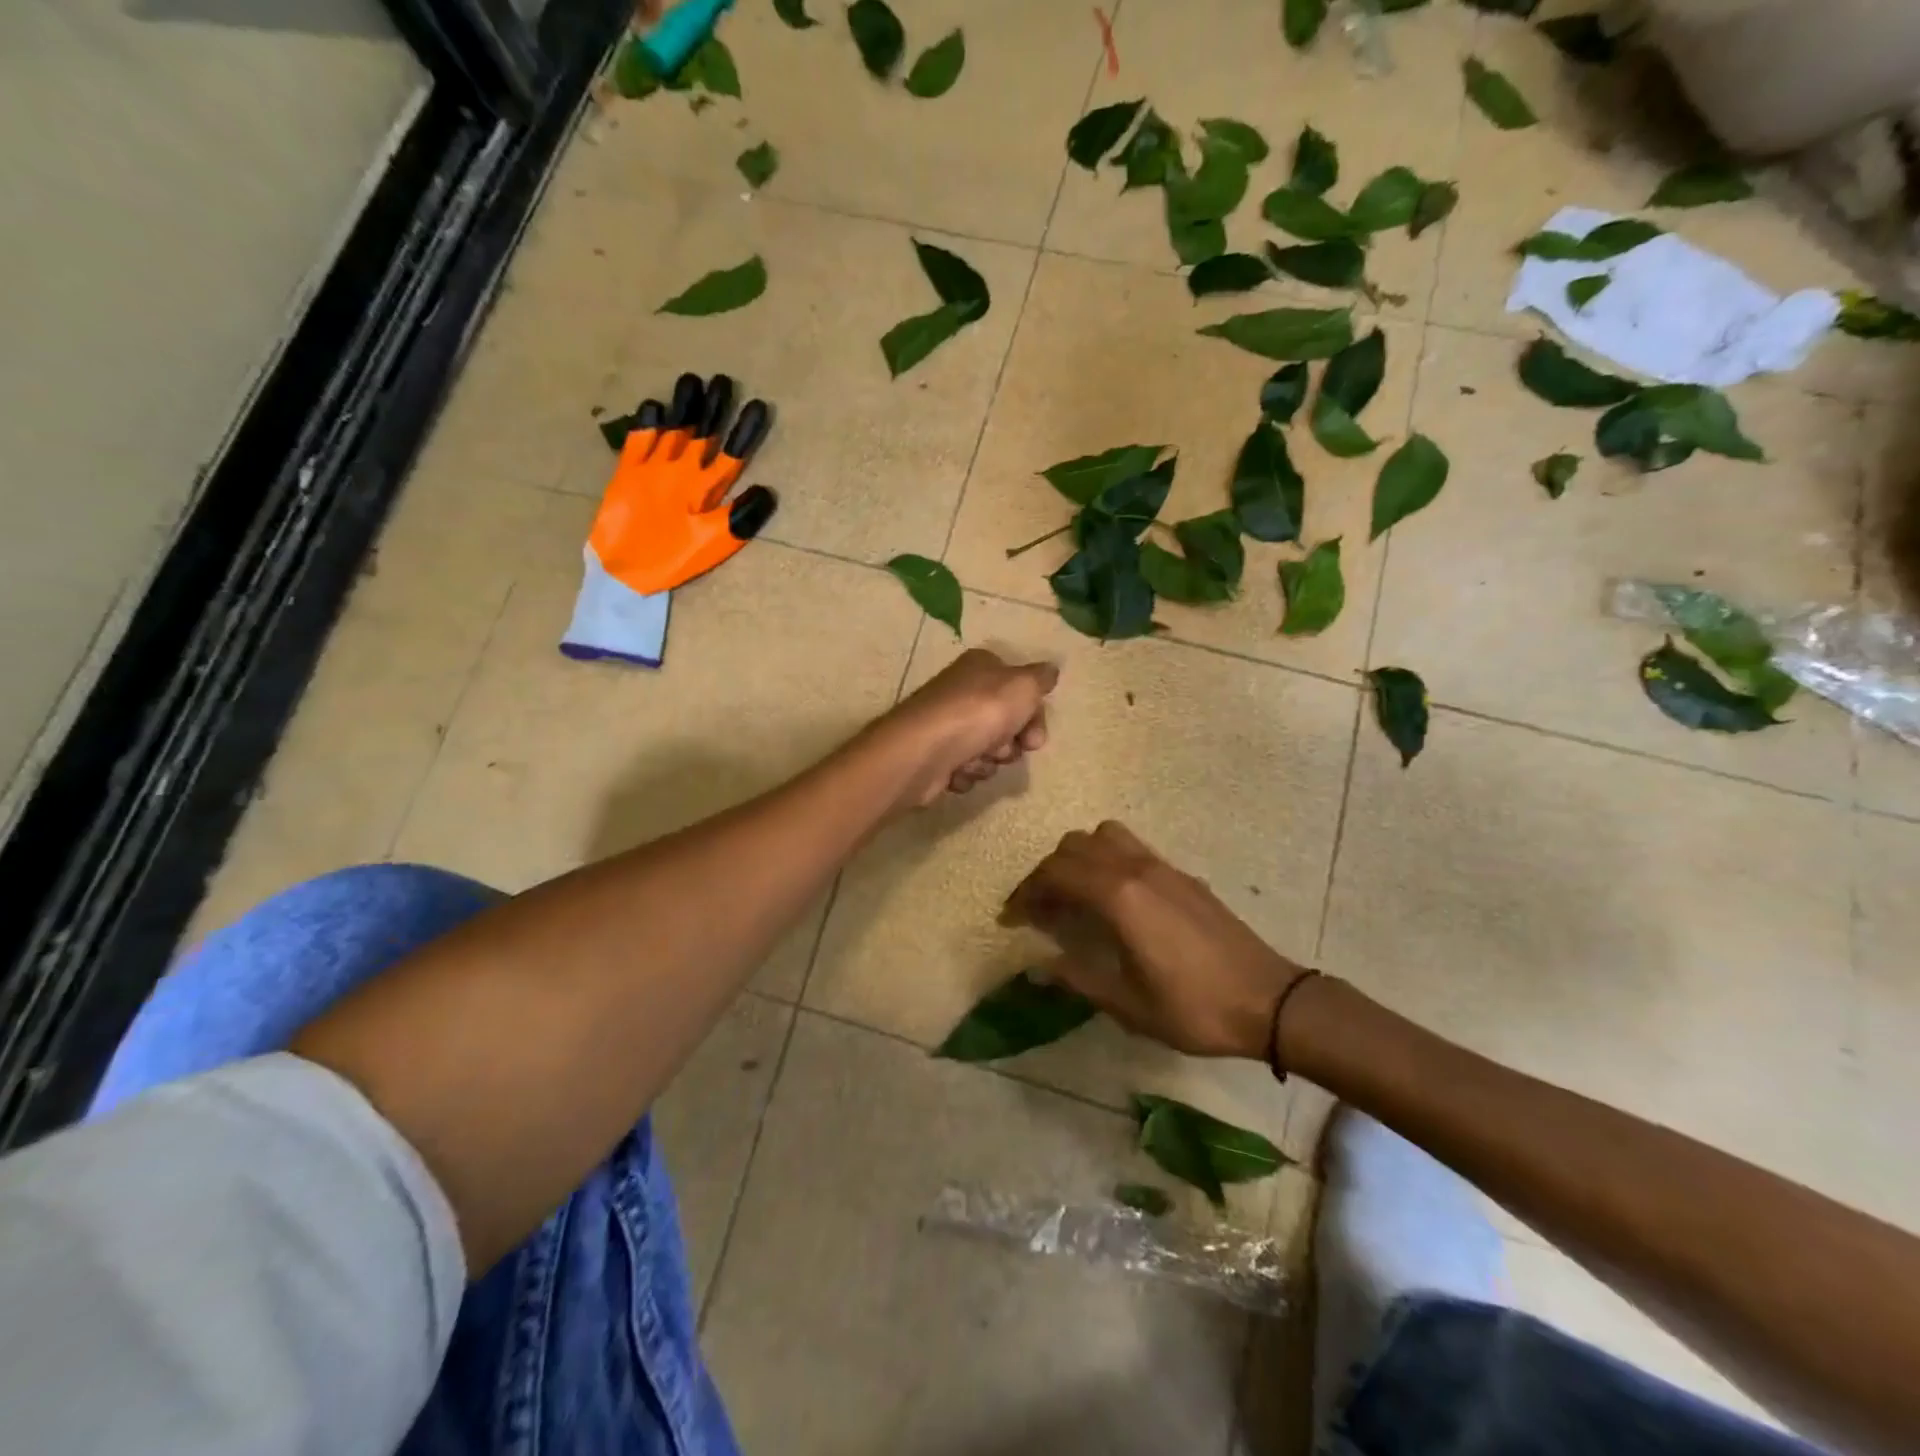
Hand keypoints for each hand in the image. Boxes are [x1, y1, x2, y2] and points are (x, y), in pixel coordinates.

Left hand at [875, 649, 1058, 809]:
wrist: (923, 752)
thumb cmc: (978, 712)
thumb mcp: (1023, 686)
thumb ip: (1041, 678)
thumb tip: (1050, 671)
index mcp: (982, 667)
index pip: (1021, 690)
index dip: (1033, 715)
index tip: (1035, 737)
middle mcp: (963, 692)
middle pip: (1007, 723)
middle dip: (1011, 743)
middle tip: (1002, 749)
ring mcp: (948, 724)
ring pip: (988, 749)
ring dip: (988, 761)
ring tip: (974, 759)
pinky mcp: (936, 755)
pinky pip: (966, 768)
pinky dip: (966, 773)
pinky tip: (957, 770)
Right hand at [1003, 821, 1307, 1059]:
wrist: (1269, 1000)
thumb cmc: (1193, 1008)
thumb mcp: (1127, 1004)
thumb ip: (1078, 978)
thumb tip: (1039, 965)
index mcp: (1120, 896)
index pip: (1056, 873)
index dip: (1026, 892)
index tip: (1010, 918)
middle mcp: (1137, 868)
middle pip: (1075, 846)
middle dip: (1047, 872)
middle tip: (1038, 909)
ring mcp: (1163, 867)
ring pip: (1104, 836)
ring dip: (1078, 857)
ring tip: (1073, 895)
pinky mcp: (1182, 875)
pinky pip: (1131, 848)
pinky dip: (1106, 860)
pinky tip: (1112, 899)